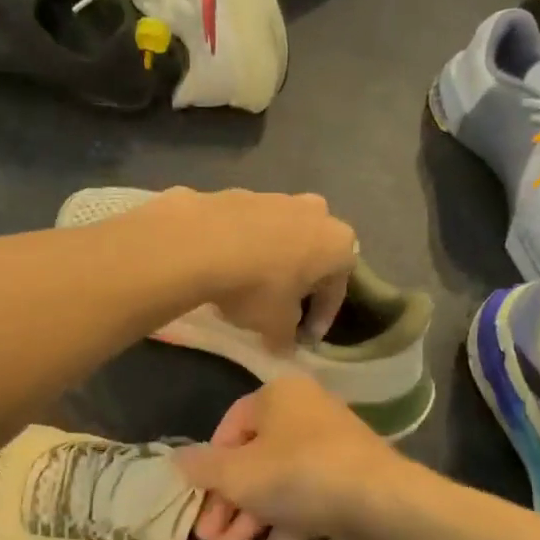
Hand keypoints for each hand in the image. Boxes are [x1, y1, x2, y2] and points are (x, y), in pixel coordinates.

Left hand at [137, 188, 356, 352]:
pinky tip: (226, 268)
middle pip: (312, 256)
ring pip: (283, 238)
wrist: (201, 242)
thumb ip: (287, 336)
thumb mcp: (276, 325)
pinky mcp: (241, 193)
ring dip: (272, 262)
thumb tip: (284, 347)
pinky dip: (245, 247)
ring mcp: (278, 197)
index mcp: (338, 244)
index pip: (335, 290)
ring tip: (249, 289)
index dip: (320, 319)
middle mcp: (316, 213)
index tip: (303, 339)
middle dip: (299, 282)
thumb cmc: (258, 286)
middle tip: (282, 308)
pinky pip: (252, 228)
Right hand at [170, 376, 404, 539]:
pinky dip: (281, 536)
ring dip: (247, 529)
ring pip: (276, 491)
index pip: (230, 426)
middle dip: (225, 509)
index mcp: (278, 399)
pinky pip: (304, 508)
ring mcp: (328, 454)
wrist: (379, 501)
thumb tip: (175, 459)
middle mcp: (304, 418)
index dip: (208, 465)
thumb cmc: (297, 474)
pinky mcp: (345, 487)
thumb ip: (202, 467)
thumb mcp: (237, 473)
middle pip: (252, 464)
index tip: (195, 498)